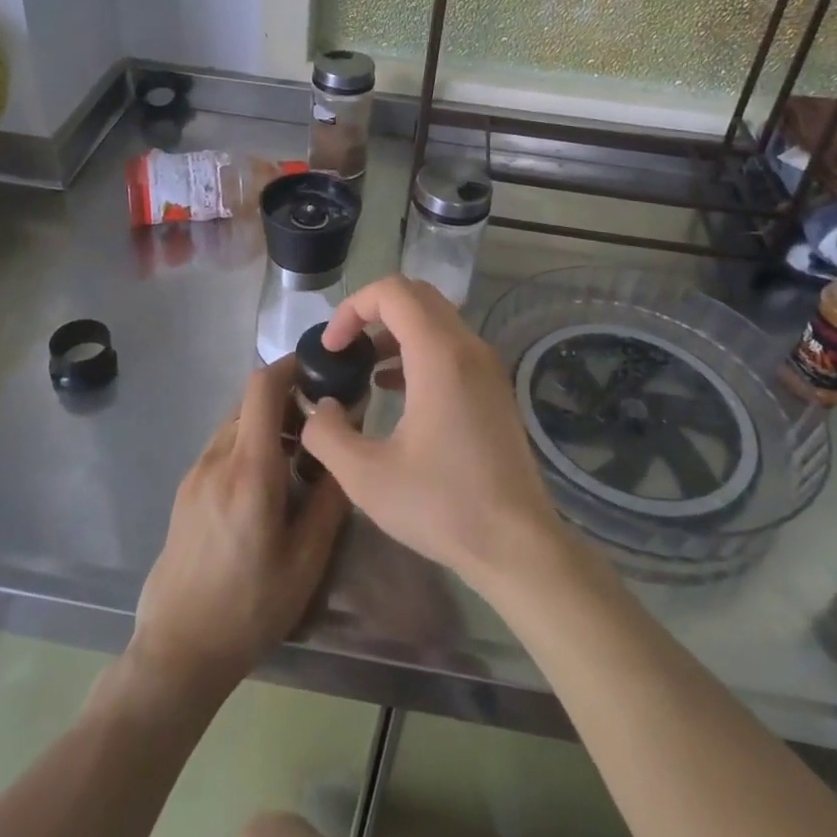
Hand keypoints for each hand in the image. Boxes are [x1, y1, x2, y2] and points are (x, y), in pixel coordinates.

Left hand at [131, 355, 349, 697]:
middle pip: (250, 401)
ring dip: (268, 422)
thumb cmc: (250, 607)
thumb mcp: (307, 559)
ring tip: (300, 455)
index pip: (262, 387)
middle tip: (323, 421)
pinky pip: (222, 446)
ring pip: (236, 423)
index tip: (322, 367)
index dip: (291, 365)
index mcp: (248, 470)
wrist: (178, 650)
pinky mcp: (186, 490)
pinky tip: (269, 482)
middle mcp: (217, 459)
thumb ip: (329, 495)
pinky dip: (249, 443)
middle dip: (288, 398)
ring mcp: (195, 473)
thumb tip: (345, 445)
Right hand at [300, 276, 561, 592]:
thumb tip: (319, 406)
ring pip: (436, 319)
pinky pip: (451, 346)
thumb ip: (327, 433)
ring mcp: (487, 367)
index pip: (392, 292)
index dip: (352, 308)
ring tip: (364, 369)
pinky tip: (395, 390)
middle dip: (372, 312)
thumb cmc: (442, 505)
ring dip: (395, 331)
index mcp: (440, 355)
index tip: (332, 348)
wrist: (517, 544)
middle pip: (417, 296)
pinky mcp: (494, 388)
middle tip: (345, 348)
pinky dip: (418, 351)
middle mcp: (468, 348)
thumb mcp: (365, 477)